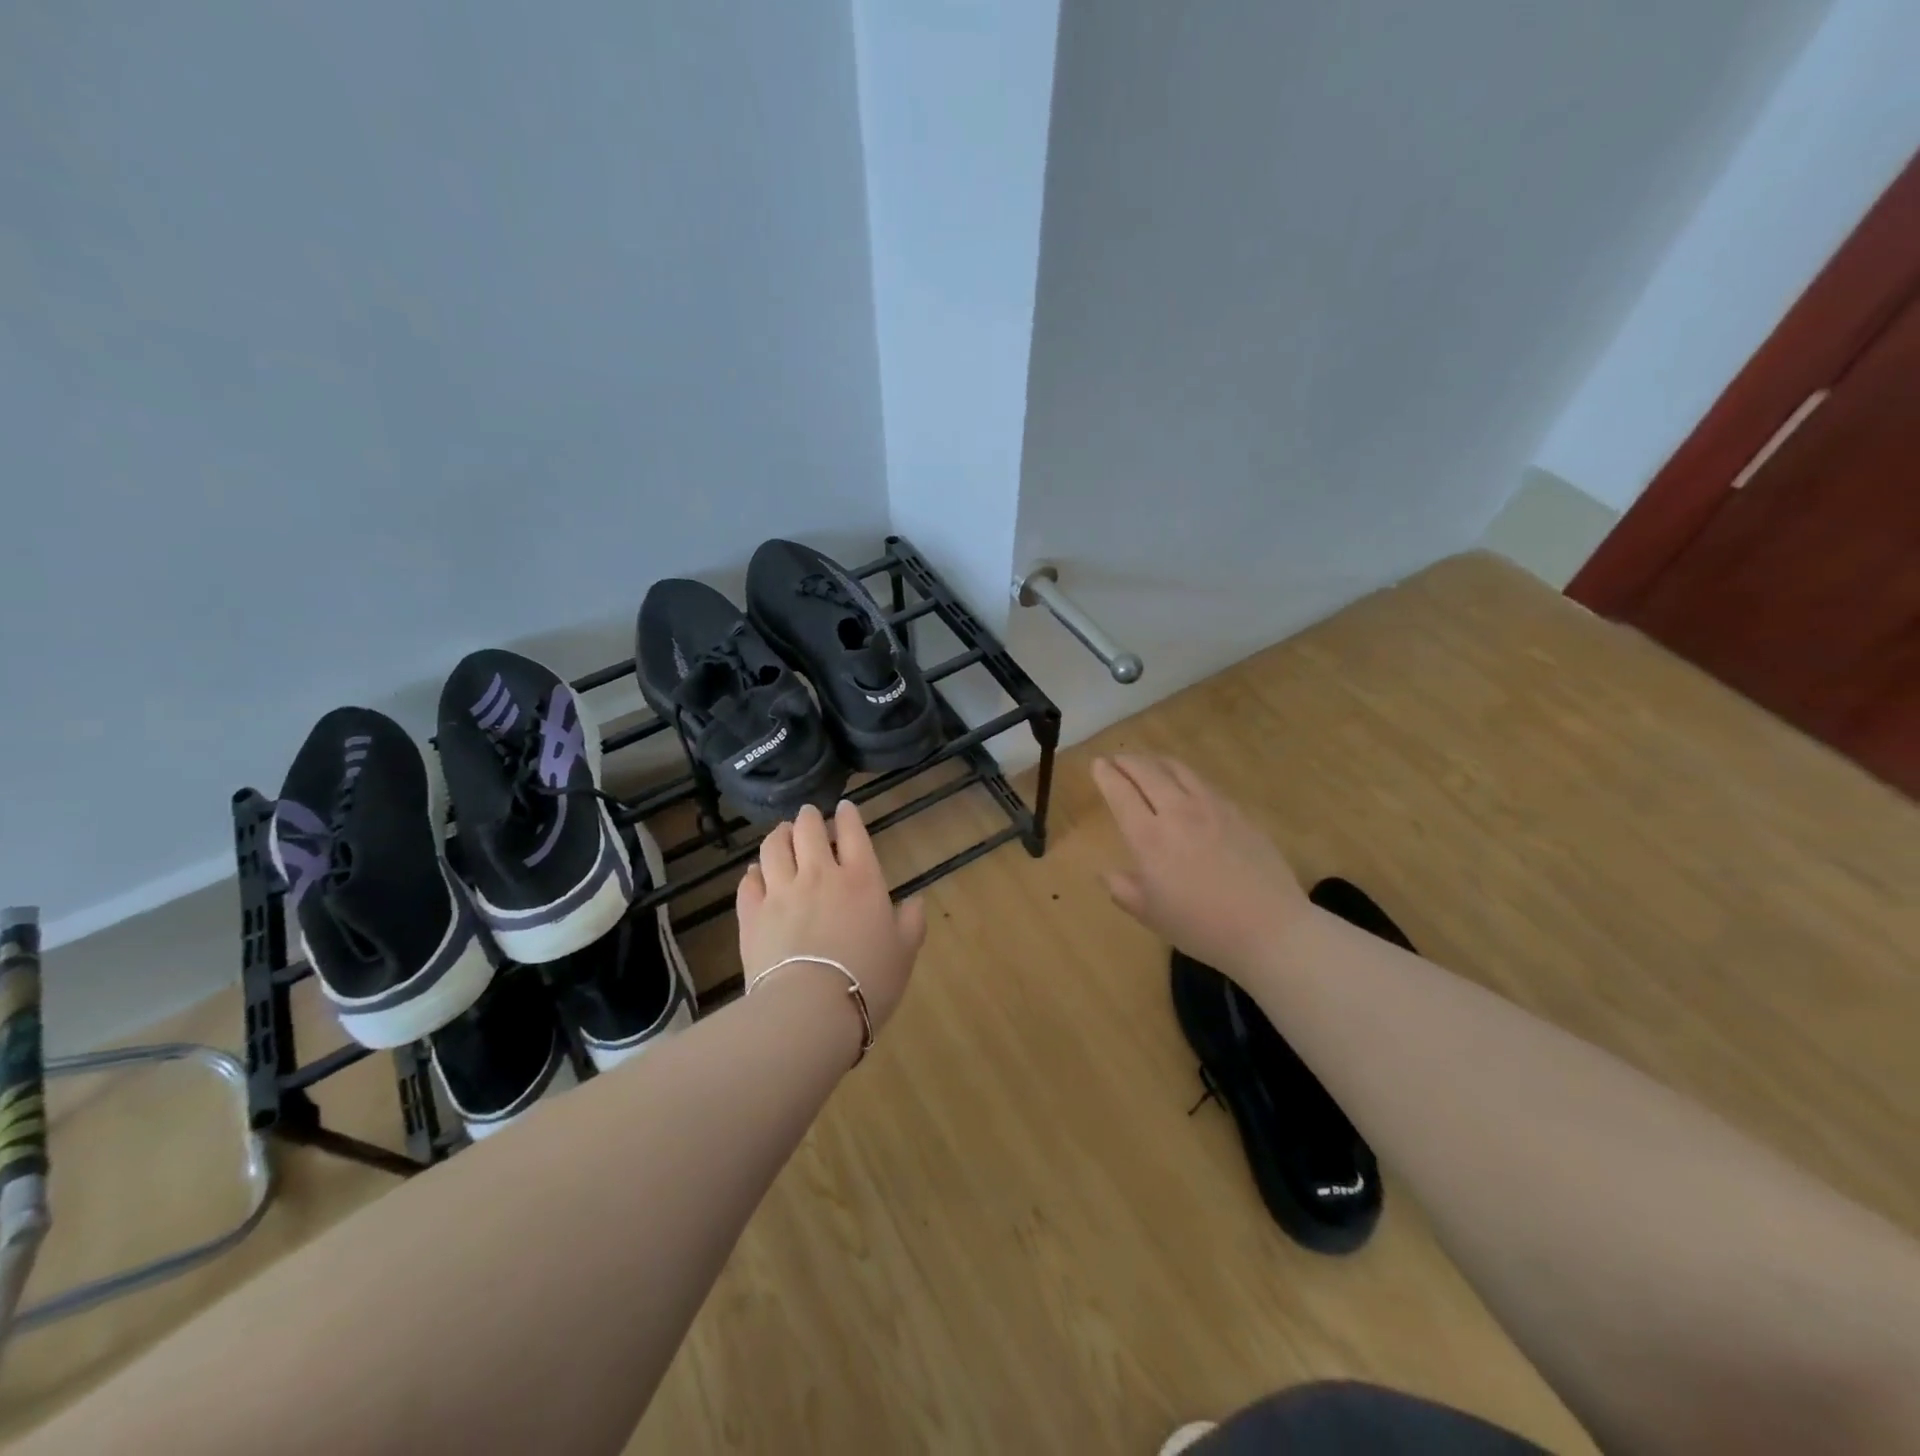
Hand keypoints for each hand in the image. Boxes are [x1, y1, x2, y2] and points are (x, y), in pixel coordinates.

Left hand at [736, 801, 926, 1039]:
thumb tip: (915, 901)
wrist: (810, 1010)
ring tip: (782, 834)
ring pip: (774, 847)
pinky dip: (754, 871)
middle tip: (809, 816)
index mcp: (861, 879)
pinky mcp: (752, 914)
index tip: (844, 808)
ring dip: (779, 835)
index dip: (848, 815)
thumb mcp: (904, 952)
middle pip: (808, 830)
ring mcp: (781, 892)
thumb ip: (912, 922)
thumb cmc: (868, 980)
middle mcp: (819, 874)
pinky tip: (756, 873)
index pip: (853, 832)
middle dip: (809, 817)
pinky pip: (749, 881)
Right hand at [1091, 754, 1309, 973]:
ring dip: (1155, 761)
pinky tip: (1185, 785)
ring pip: (1177, 769)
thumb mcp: (1150, 914)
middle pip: (1147, 771)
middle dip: (1127, 761)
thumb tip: (1107, 873)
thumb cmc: (1202, 927)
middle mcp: (1178, 812)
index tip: (1098, 765)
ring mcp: (1212, 807)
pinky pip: (1203, 782)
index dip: (1106, 774)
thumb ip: (1123, 889)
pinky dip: (1183, 775)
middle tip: (1117, 760)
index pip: (1121, 792)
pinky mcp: (1238, 811)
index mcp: (1149, 837)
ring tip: (1147, 764)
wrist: (1269, 929)